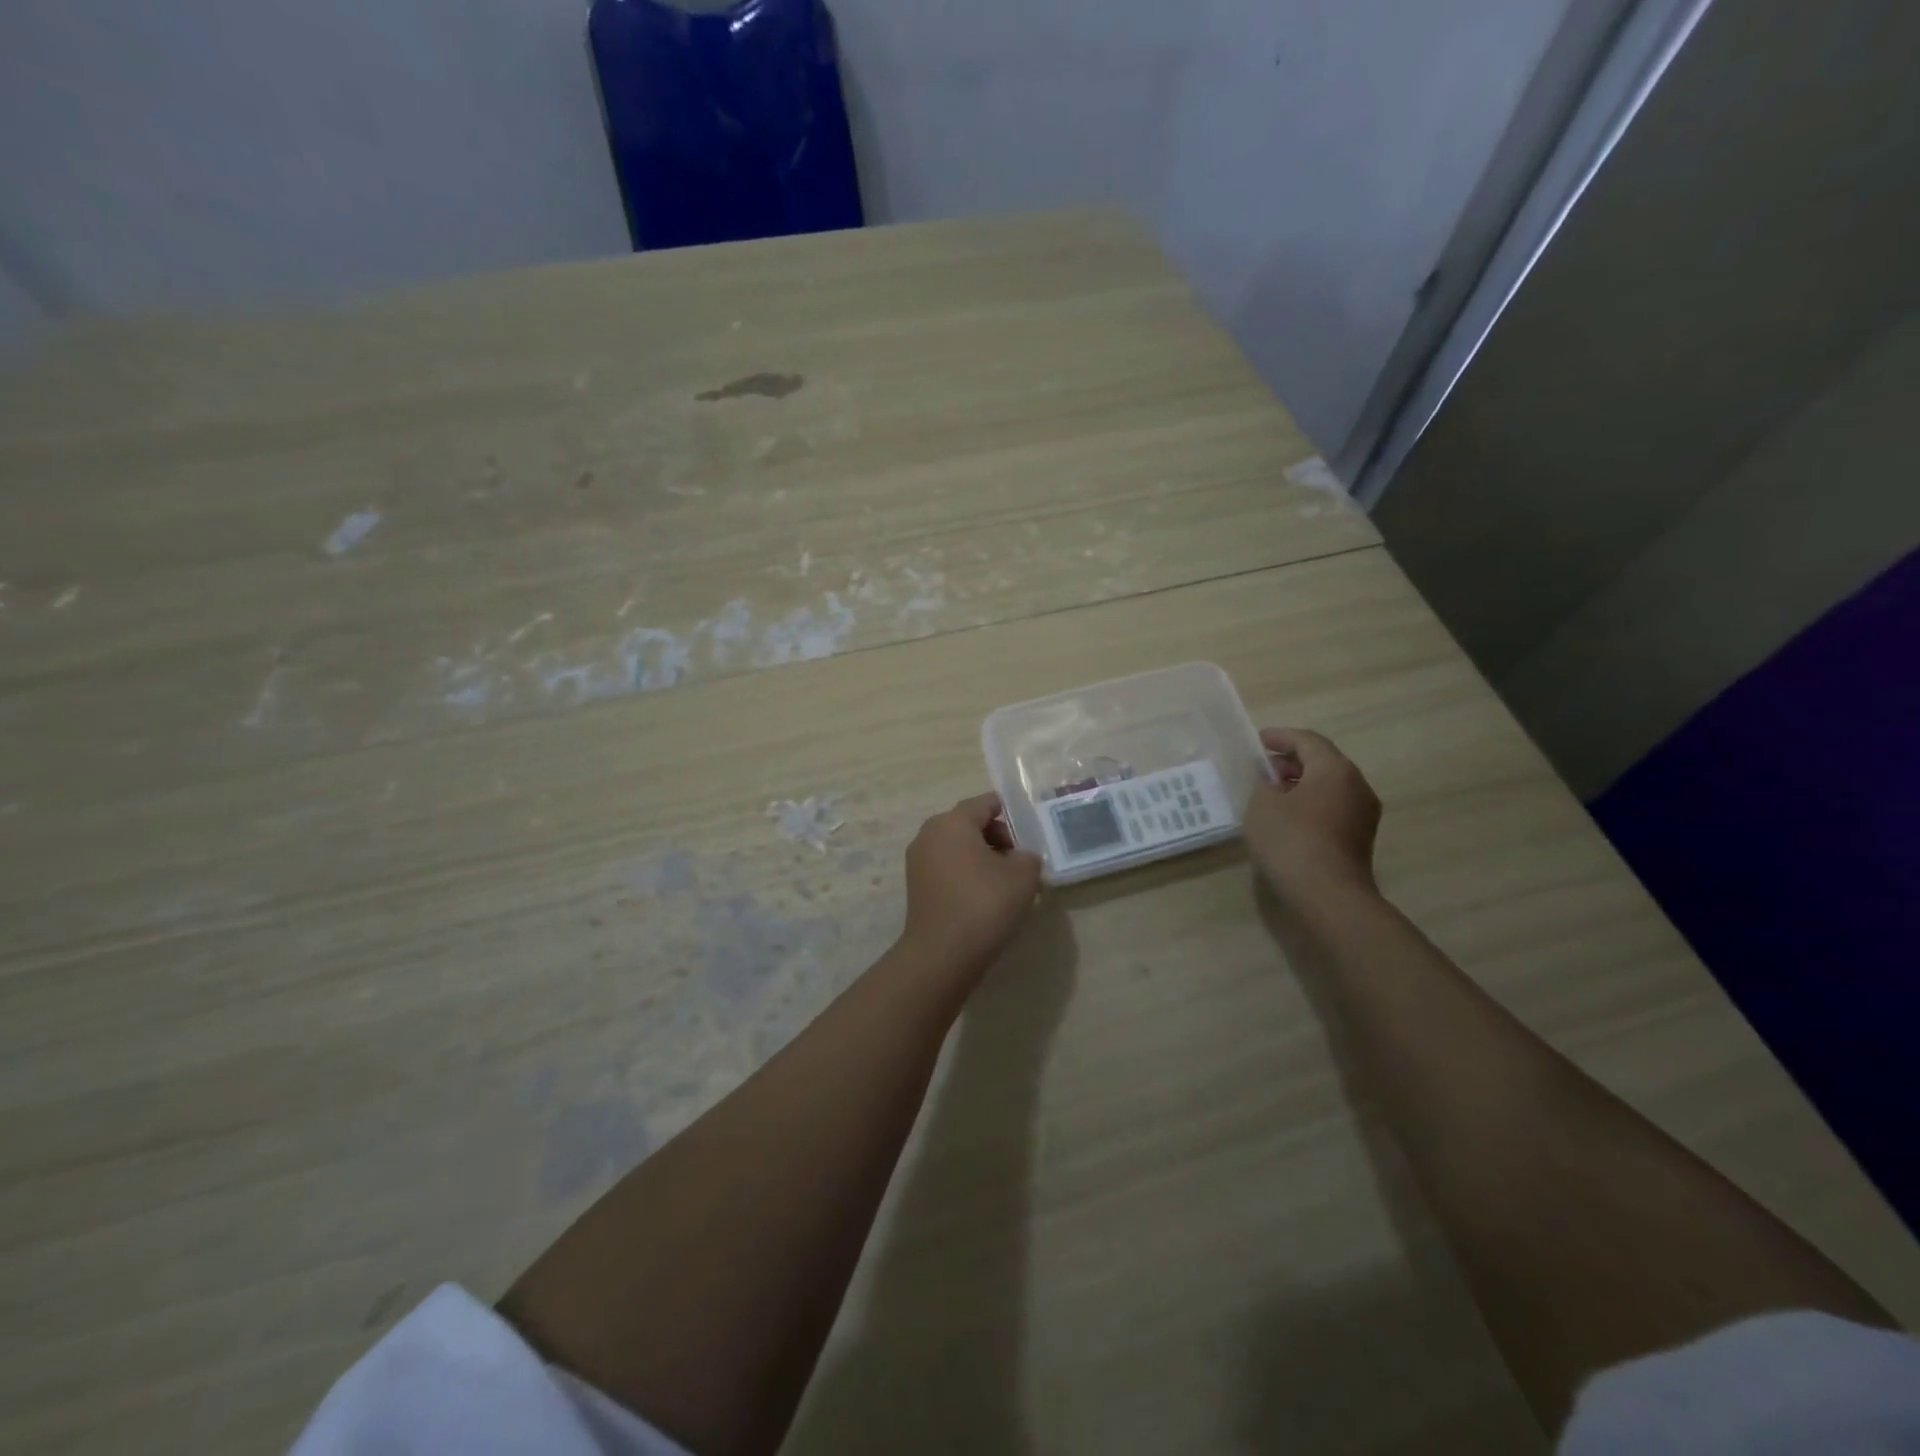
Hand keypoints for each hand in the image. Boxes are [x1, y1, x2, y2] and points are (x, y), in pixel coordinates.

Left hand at [899, 794, 1042, 973]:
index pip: (985, 803)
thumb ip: (1028, 856)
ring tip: (1005, 883)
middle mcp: (929, 834)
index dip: (1011, 814)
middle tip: (1020, 862)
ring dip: (982, 858)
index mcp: (952, 822)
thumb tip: (1019, 858)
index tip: (1030, 834)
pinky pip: (947, 868)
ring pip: (957, 847)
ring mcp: (918, 861)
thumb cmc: (984, 904)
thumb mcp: (1023, 875)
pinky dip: (966, 874)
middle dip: (997, 838)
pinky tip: (984, 898)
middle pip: (969, 824)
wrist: (942, 954)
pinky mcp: (916, 886)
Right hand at [1243, 728, 1381, 901]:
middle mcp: (1356, 785)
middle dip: (1291, 760)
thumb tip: (1271, 779)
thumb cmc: (1291, 841)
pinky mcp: (1360, 837)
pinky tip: (1287, 816)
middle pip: (1323, 761)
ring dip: (1301, 783)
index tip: (1258, 741)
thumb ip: (1263, 783)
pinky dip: (1310, 802)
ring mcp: (1363, 813)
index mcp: (1335, 769)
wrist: (1328, 896)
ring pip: (1329, 785)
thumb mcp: (1262, 805)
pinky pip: (1333, 807)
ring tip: (1271, 792)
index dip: (1280, 737)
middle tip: (1262, 768)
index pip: (1307, 740)